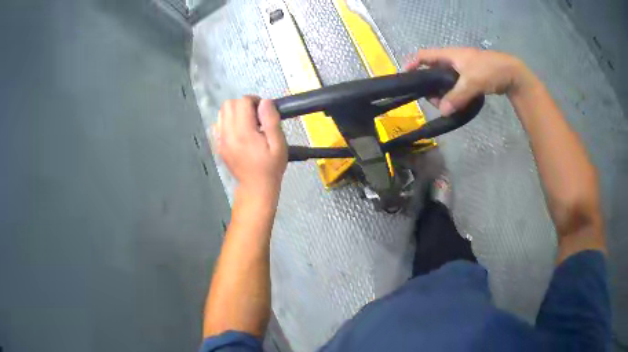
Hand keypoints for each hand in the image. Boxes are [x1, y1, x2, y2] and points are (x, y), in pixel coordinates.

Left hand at [214, 97, 287, 199]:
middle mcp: (228, 133)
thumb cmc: (271, 167)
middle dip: (243, 104)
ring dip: (234, 112)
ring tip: (247, 123)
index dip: (255, 101)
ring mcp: (220, 140)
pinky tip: (238, 131)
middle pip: (228, 104)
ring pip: (221, 112)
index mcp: (243, 132)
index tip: (264, 111)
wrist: (255, 187)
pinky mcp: (218, 145)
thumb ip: (271, 121)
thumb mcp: (279, 145)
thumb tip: (265, 102)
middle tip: (256, 116)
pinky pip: (218, 124)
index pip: (242, 102)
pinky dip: (227, 122)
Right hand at [405, 47, 530, 115]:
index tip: (405, 76)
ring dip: (442, 92)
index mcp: (450, 55)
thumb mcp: (472, 82)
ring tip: (445, 104)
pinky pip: (455, 85)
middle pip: (433, 70)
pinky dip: (452, 94)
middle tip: (432, 99)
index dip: (413, 63)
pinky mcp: (470, 77)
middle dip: (429, 84)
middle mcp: (453, 60)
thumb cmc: (489, 70)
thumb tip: (442, 111)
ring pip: (444, 79)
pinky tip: (454, 103)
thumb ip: (456, 96)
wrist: (512, 73)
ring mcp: (462, 69)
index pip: (425, 55)